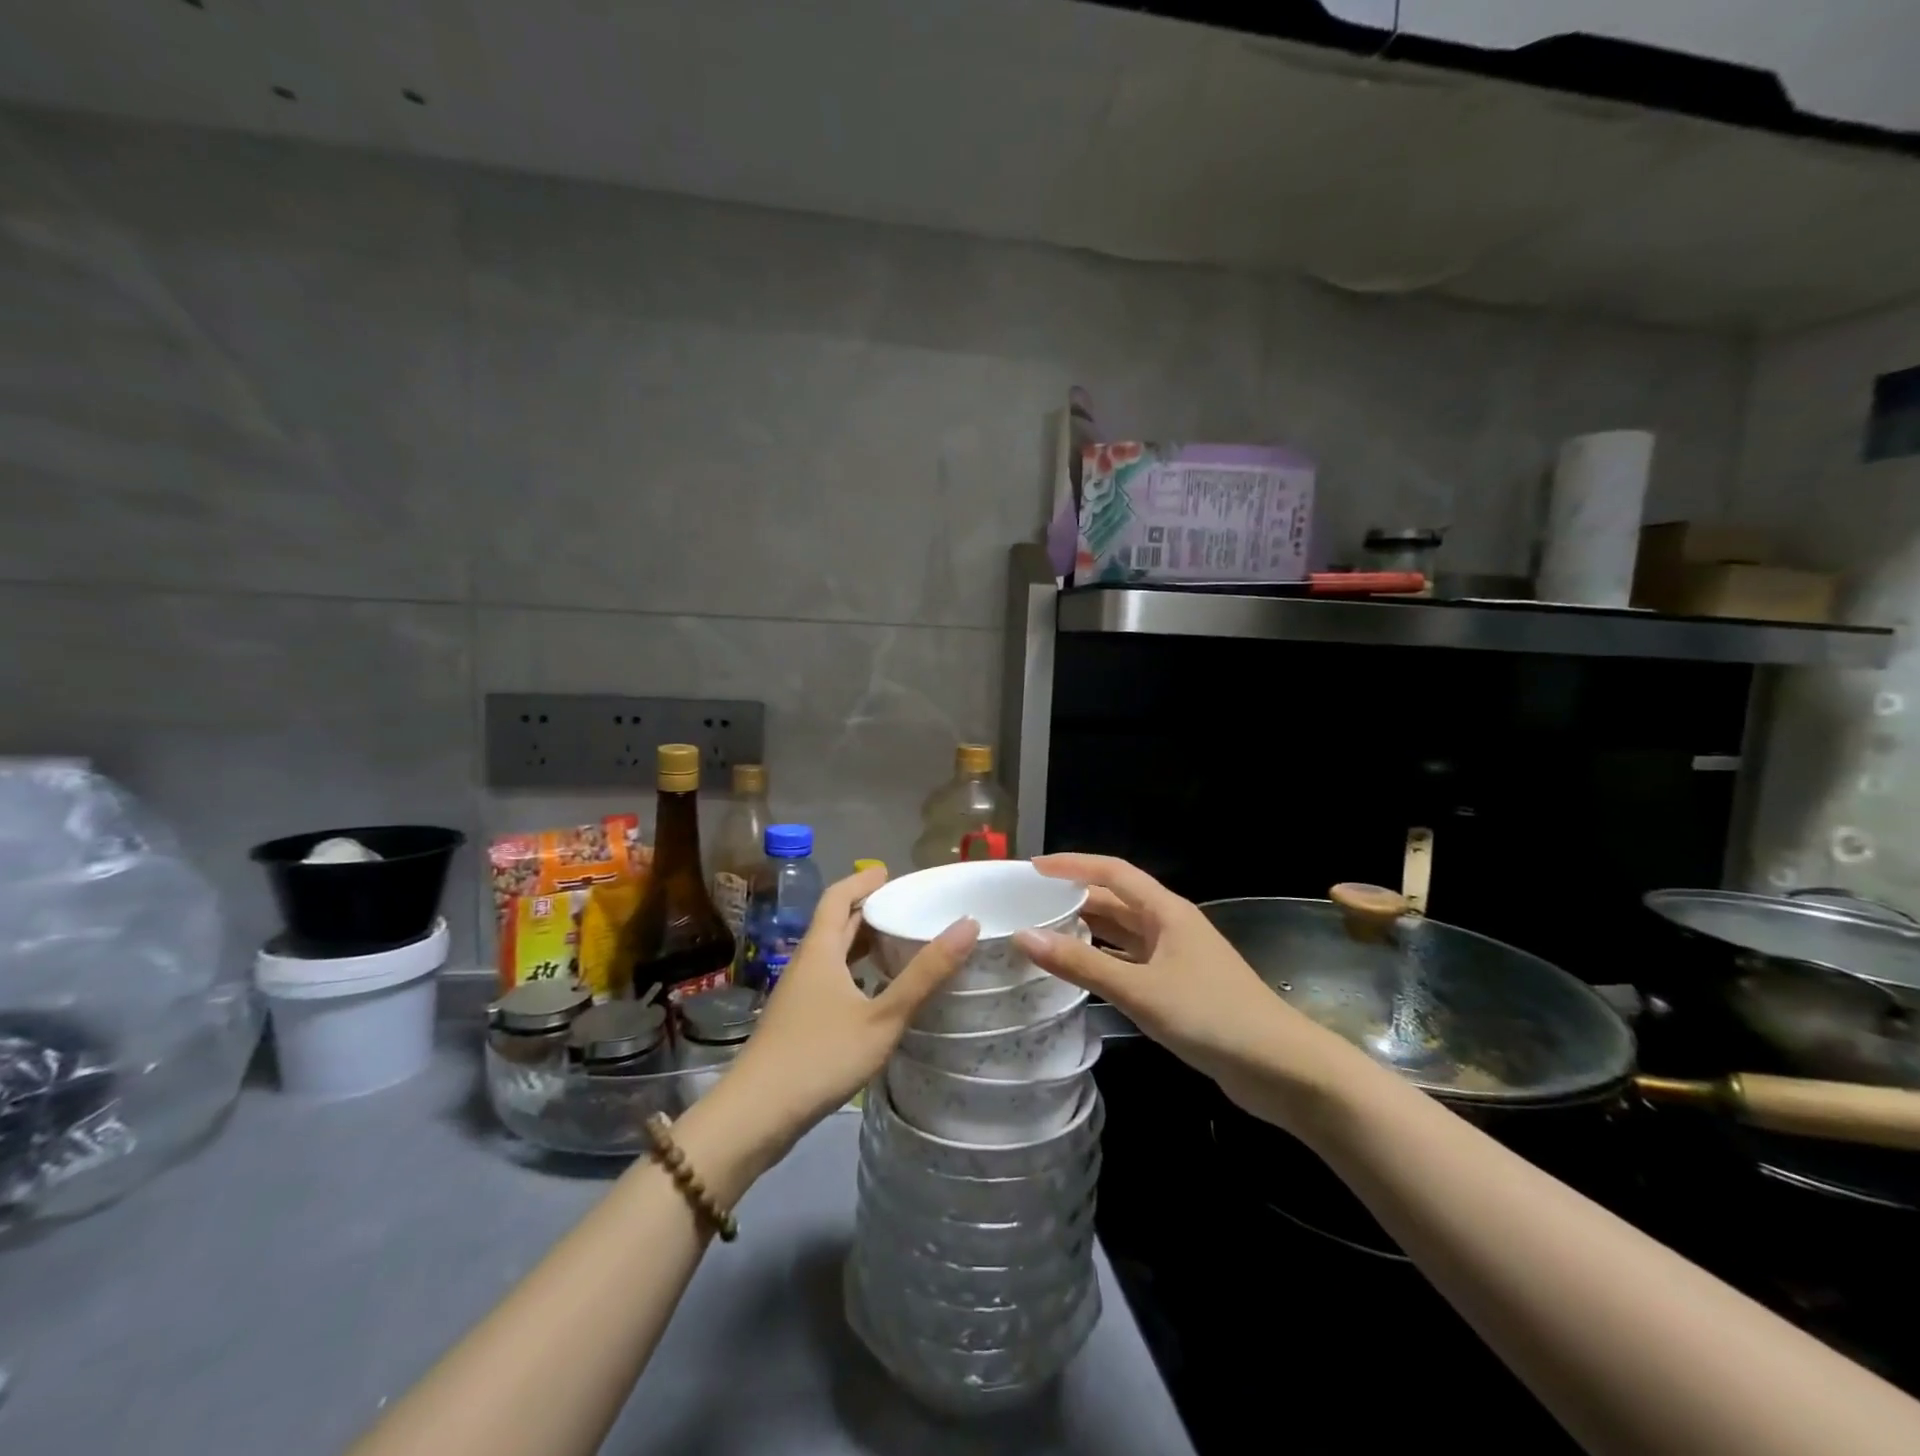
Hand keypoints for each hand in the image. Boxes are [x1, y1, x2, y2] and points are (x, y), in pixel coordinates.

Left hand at [715, 865, 976, 1160]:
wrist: (756, 1115)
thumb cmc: (820, 1056)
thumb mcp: (882, 1017)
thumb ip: (925, 974)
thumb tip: (967, 925)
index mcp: (820, 950)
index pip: (838, 898)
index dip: (862, 882)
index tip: (890, 872)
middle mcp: (806, 964)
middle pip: (835, 924)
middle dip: (868, 911)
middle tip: (907, 907)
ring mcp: (798, 994)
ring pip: (833, 954)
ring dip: (862, 942)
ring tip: (899, 943)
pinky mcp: (797, 1021)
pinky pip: (831, 979)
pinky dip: (855, 972)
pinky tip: (876, 992)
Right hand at [1013, 854, 1359, 1130]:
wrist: (1281, 1068)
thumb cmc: (1211, 1016)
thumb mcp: (1140, 990)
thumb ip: (1082, 965)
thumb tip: (1025, 936)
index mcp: (1166, 911)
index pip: (1112, 872)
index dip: (1072, 865)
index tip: (1033, 868)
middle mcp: (1170, 925)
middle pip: (1115, 900)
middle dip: (1073, 898)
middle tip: (1028, 904)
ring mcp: (1176, 957)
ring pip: (1122, 932)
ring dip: (1087, 930)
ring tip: (1042, 932)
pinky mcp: (1179, 987)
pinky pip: (1131, 961)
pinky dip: (1103, 960)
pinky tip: (1079, 972)